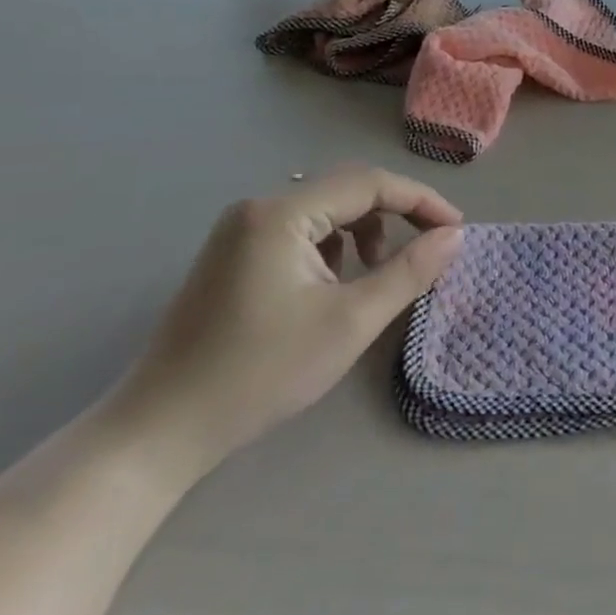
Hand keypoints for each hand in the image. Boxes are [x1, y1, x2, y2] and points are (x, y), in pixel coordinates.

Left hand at [103, 164, 464, 484]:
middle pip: (346, 189)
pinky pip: (300, 231)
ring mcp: (239, 231)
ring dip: (363, 230)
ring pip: (324, 210)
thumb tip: (453, 236)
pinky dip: (333, 247)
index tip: (456, 229)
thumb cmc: (261, 373)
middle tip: (430, 244)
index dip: (421, 200)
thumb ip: (409, 272)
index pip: (369, 184)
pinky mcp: (232, 255)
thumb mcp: (350, 322)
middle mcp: (258, 208)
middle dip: (395, 213)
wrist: (159, 431)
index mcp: (282, 214)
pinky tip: (334, 285)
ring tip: (376, 273)